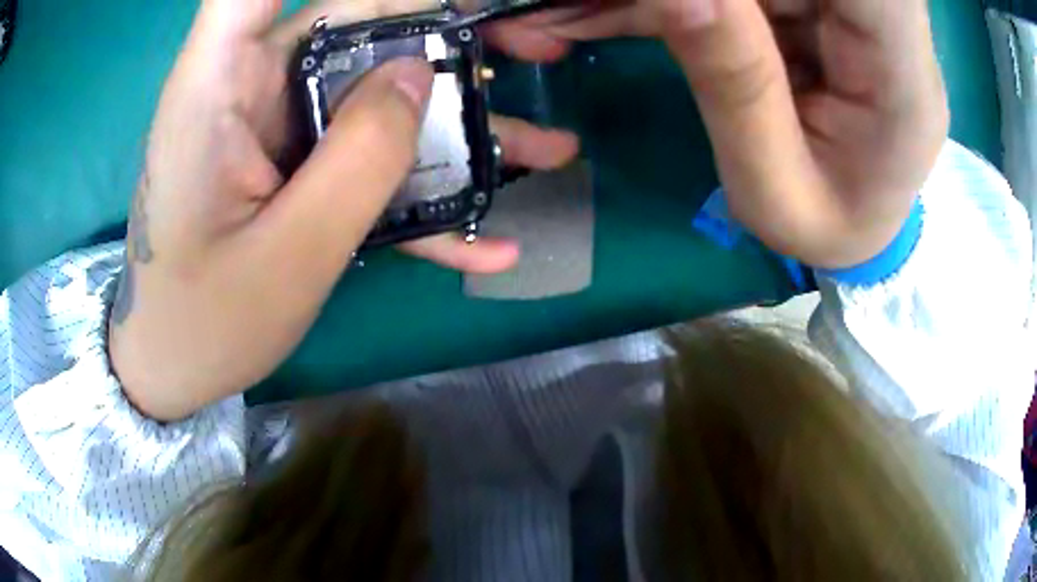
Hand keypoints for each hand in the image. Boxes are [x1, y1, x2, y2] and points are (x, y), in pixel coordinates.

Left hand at [109, 0, 578, 420]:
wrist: (174, 363)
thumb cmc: (204, 322)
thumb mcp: (288, 254)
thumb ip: (357, 159)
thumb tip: (418, 75)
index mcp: (216, 88)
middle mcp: (246, 86)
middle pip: (352, 21)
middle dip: (440, 31)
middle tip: (527, 53)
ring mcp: (273, 125)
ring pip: (372, 87)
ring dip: (453, 118)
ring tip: (544, 147)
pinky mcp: (291, 161)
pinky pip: (360, 152)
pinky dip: (418, 189)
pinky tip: (489, 238)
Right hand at [489, 0, 947, 267]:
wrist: (862, 221)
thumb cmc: (829, 230)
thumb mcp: (776, 193)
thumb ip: (736, 86)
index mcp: (903, 79)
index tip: (674, 6)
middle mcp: (888, 24)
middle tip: (577, 9)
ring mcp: (850, 5)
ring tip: (566, 16)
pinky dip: (668, 0)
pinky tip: (602, 13)